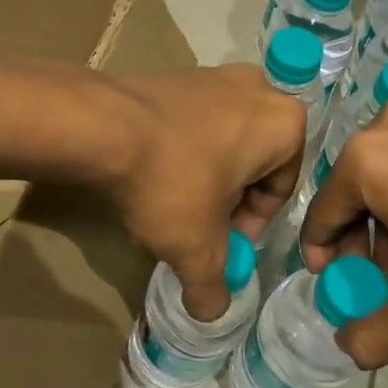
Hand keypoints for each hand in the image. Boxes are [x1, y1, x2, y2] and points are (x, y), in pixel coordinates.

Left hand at [106, 67, 303, 317]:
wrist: (102, 126)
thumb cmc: (171, 182)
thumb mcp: (197, 249)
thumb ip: (213, 288)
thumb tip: (211, 312)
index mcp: (284, 124)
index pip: (279, 191)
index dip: (250, 226)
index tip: (220, 242)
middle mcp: (258, 89)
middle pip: (253, 165)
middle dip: (228, 200)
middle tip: (197, 225)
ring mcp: (216, 75)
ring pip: (224, 143)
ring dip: (206, 177)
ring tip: (172, 203)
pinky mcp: (178, 74)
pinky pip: (195, 123)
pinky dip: (182, 151)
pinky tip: (154, 174)